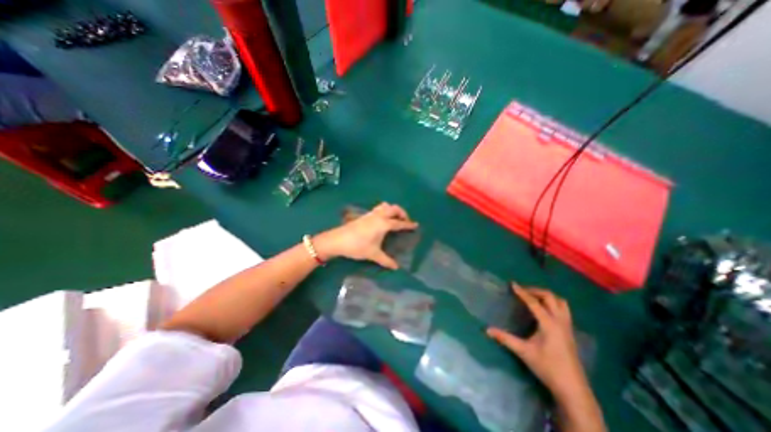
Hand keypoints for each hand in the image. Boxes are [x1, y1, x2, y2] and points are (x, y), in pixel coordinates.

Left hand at [312, 202, 418, 270]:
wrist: (338, 240)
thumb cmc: (357, 246)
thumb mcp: (373, 254)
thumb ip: (386, 260)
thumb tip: (396, 267)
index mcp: (383, 224)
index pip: (399, 223)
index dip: (408, 224)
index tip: (416, 225)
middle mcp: (379, 216)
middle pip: (394, 209)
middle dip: (402, 213)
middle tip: (405, 221)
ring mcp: (371, 214)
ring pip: (386, 206)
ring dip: (393, 210)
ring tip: (395, 219)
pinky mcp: (365, 215)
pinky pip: (378, 208)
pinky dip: (385, 211)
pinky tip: (383, 220)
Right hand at [487, 284, 591, 401]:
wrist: (573, 389)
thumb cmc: (547, 367)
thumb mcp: (523, 351)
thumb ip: (505, 338)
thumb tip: (487, 330)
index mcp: (549, 324)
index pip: (534, 302)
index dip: (522, 292)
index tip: (513, 284)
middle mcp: (560, 321)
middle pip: (550, 297)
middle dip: (536, 291)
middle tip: (523, 292)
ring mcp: (567, 327)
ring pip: (561, 302)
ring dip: (547, 296)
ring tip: (534, 298)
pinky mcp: (570, 332)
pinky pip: (564, 310)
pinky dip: (554, 304)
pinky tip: (544, 311)